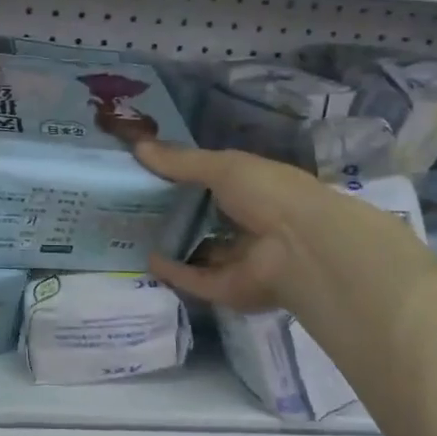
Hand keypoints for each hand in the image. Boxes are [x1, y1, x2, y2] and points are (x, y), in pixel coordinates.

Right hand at [135, 141, 436, 400]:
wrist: (302, 247)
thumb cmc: (270, 194)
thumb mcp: (224, 166)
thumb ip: (182, 161)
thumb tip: (138, 146)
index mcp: (257, 193)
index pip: (219, 186)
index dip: (188, 180)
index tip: (152, 175)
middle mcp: (250, 227)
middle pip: (208, 222)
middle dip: (177, 215)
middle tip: (136, 206)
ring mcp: (240, 261)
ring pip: (201, 254)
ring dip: (174, 246)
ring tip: (134, 234)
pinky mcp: (229, 289)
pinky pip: (195, 280)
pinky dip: (173, 272)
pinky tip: (149, 259)